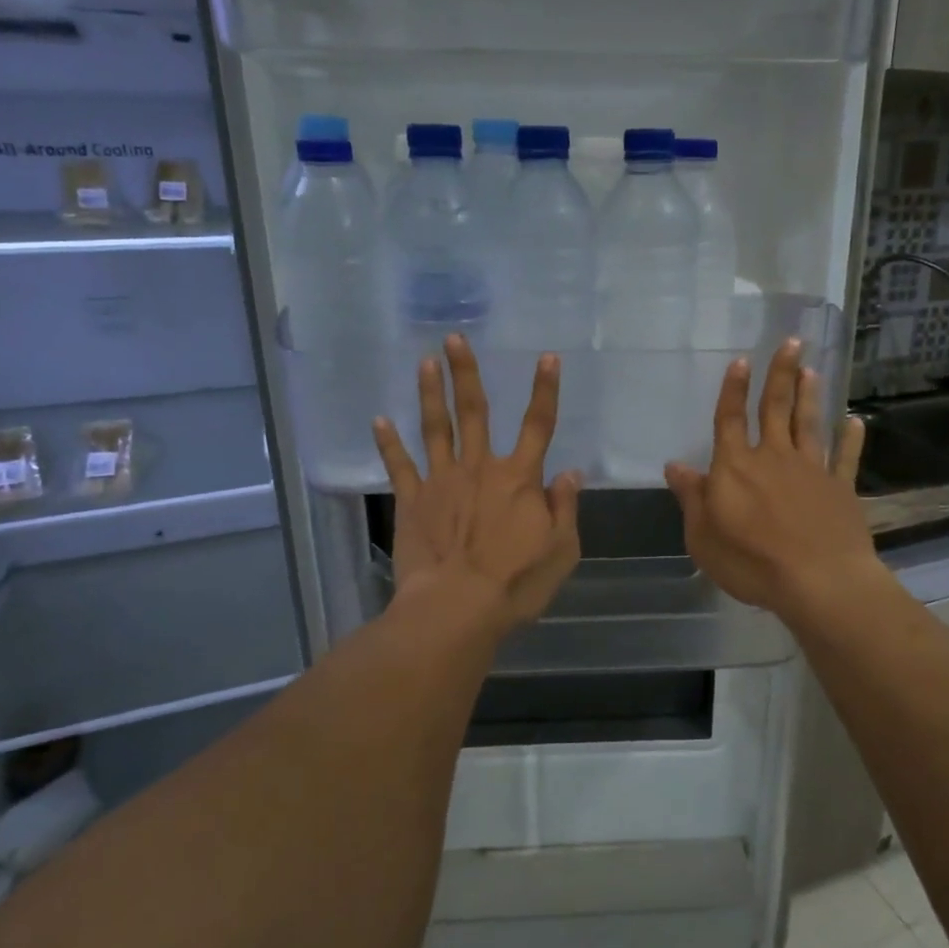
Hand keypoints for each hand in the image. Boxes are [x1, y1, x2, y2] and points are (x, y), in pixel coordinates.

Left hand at [373, 336, 580, 633]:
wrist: (457, 608)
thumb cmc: (516, 583)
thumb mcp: (561, 550)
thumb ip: (564, 508)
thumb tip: (569, 473)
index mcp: (519, 479)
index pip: (538, 425)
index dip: (544, 390)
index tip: (547, 357)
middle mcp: (480, 469)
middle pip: (474, 412)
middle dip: (465, 373)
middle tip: (453, 339)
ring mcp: (442, 482)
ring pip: (435, 429)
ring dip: (429, 394)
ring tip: (424, 363)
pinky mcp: (413, 502)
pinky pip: (400, 466)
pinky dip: (388, 443)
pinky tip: (379, 420)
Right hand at [664, 339, 877, 621]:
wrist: (818, 581)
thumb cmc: (751, 562)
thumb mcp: (703, 536)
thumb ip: (692, 497)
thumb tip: (675, 465)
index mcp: (736, 467)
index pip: (730, 420)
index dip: (733, 390)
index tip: (741, 360)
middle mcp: (773, 458)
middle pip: (775, 408)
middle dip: (781, 373)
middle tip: (791, 341)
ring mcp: (811, 470)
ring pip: (809, 423)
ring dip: (809, 395)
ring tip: (812, 369)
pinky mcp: (840, 488)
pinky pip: (845, 457)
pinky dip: (850, 438)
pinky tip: (854, 422)